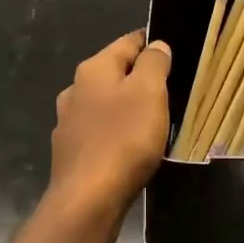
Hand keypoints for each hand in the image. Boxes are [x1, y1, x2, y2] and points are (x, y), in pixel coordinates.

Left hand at [48, 30, 172, 227]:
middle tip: (170, 91)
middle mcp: (75, 90)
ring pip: (105, 105)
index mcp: (93, 69)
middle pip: (114, 74)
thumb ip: (154, 64)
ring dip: (126, 108)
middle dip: (140, 78)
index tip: (175, 53)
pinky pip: (99, 133)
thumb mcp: (149, 93)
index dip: (152, 44)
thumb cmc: (123, 140)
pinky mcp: (71, 152)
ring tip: (153, 121)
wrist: (88, 200)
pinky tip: (130, 147)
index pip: (127, 42)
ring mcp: (68, 123)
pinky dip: (115, 134)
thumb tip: (156, 45)